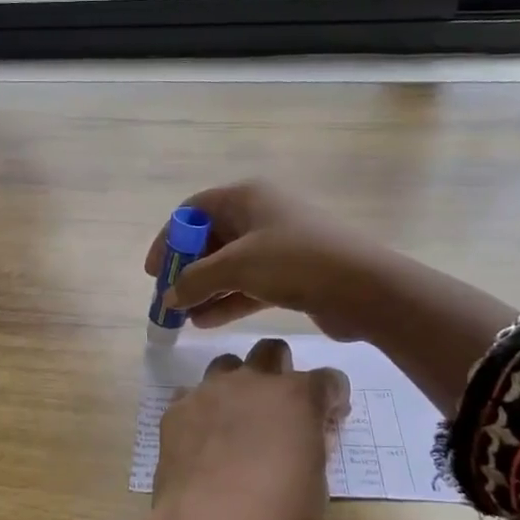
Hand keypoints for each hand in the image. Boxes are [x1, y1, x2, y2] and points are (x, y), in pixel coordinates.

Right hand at [142, 180, 390, 340]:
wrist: (365, 288)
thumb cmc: (294, 262)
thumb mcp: (236, 266)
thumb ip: (194, 280)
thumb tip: (168, 295)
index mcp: (247, 196)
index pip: (193, 210)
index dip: (169, 238)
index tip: (154, 271)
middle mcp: (261, 214)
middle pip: (211, 238)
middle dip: (187, 270)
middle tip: (169, 298)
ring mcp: (279, 245)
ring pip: (230, 265)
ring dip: (205, 290)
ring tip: (183, 318)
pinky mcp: (292, 273)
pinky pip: (250, 284)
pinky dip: (227, 300)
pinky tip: (206, 323)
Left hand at [153, 337, 349, 519]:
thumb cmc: (276, 514)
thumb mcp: (317, 485)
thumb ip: (314, 448)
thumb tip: (307, 436)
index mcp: (297, 396)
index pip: (328, 379)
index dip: (332, 398)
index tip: (329, 419)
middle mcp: (252, 381)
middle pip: (272, 352)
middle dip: (281, 371)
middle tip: (280, 407)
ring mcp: (209, 391)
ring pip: (227, 365)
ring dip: (238, 383)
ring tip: (237, 418)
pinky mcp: (175, 410)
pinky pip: (191, 396)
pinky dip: (202, 411)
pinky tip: (203, 439)